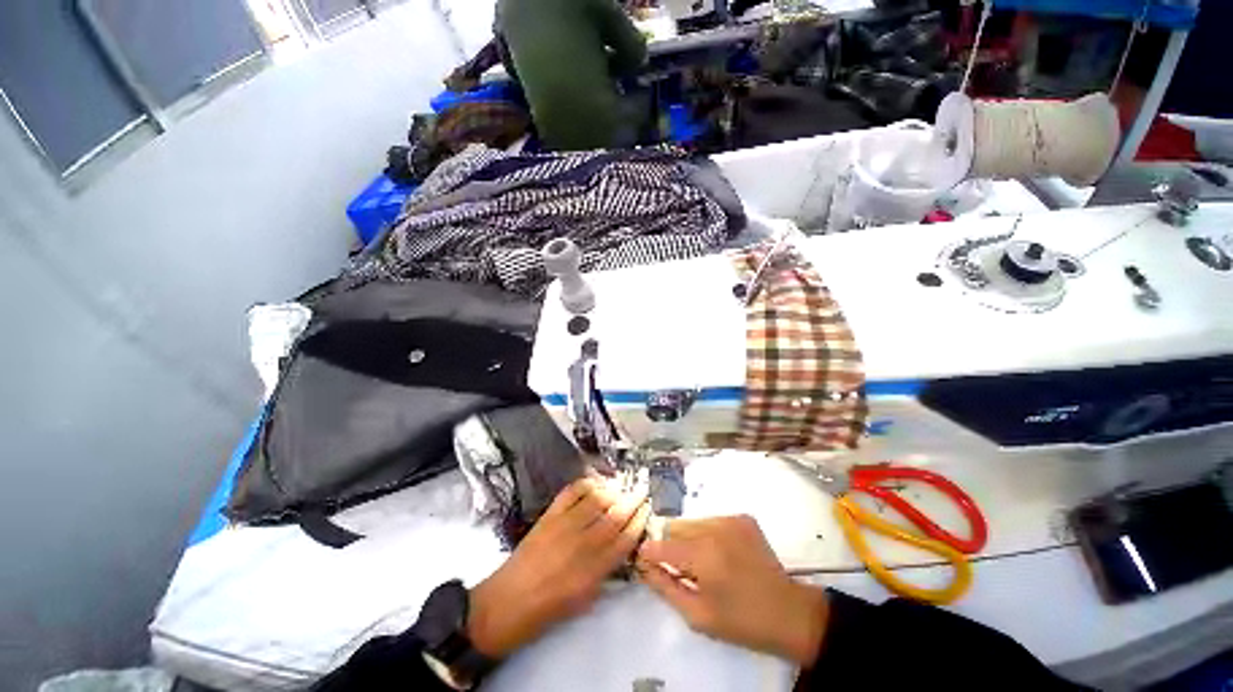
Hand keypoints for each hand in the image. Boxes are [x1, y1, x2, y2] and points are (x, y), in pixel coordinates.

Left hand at [466, 478, 650, 657]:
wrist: (504, 606)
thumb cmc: (545, 612)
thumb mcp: (583, 601)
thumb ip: (604, 573)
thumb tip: (619, 549)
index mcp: (593, 572)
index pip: (625, 540)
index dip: (639, 521)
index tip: (647, 508)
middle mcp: (582, 545)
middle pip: (615, 516)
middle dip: (632, 501)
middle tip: (642, 489)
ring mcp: (563, 526)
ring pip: (596, 500)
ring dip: (613, 490)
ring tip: (622, 486)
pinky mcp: (548, 516)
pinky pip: (571, 493)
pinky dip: (586, 484)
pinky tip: (595, 483)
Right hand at [636, 516, 829, 665]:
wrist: (788, 612)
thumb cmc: (741, 621)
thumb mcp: (697, 615)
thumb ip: (665, 587)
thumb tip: (643, 564)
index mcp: (703, 556)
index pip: (660, 546)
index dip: (650, 554)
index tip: (648, 564)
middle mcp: (714, 529)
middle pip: (674, 528)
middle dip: (671, 547)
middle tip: (685, 570)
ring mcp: (730, 519)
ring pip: (691, 522)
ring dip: (689, 540)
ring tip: (706, 563)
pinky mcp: (742, 517)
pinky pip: (710, 520)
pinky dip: (707, 535)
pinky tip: (722, 554)